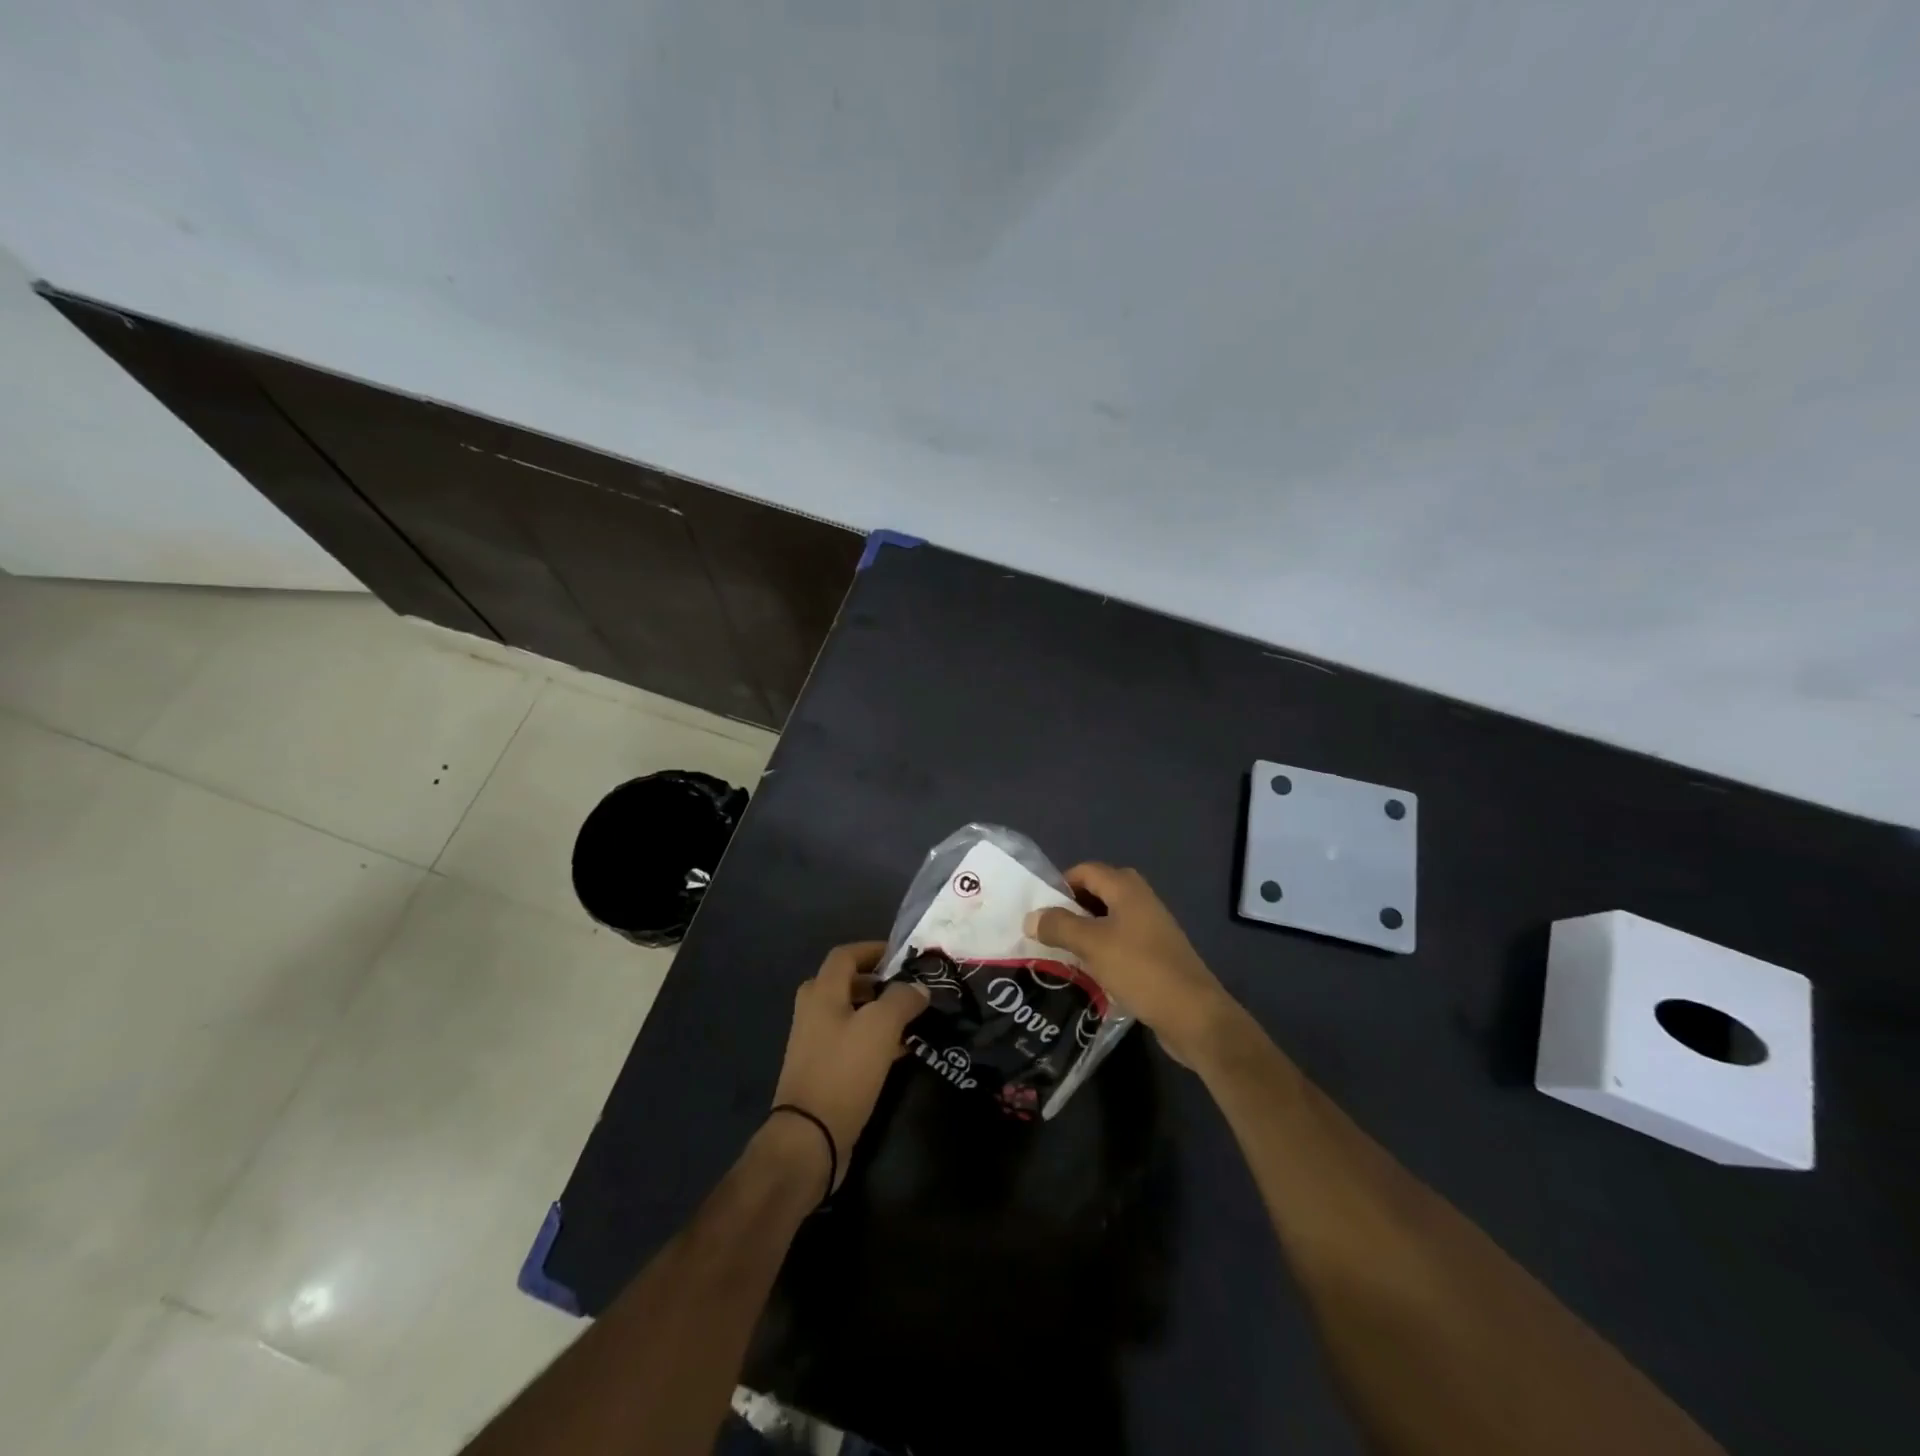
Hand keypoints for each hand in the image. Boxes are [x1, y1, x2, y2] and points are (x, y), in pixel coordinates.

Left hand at [770, 942, 927, 1190]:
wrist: (809, 1138)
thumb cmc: (844, 1071)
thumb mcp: (880, 1027)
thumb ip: (901, 999)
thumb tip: (917, 987)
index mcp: (821, 993)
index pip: (845, 955)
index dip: (872, 949)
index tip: (902, 955)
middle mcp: (813, 1011)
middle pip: (844, 983)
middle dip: (876, 981)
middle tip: (907, 987)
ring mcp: (814, 1043)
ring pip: (849, 1014)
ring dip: (877, 1011)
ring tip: (911, 1018)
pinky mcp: (822, 1070)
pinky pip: (851, 1042)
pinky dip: (873, 1038)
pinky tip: (900, 1051)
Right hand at [1028, 864, 1238, 1066]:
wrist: (1193, 1014)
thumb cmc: (1140, 969)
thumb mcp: (1092, 945)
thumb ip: (1058, 926)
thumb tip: (1030, 917)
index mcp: (1127, 888)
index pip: (1085, 870)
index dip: (1060, 885)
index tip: (1039, 911)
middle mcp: (1140, 900)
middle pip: (1097, 892)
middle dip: (1071, 908)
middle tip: (1048, 930)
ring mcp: (1151, 928)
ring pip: (1108, 919)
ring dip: (1085, 931)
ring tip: (1062, 952)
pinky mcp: (1155, 954)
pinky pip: (1120, 941)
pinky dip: (1102, 949)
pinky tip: (1089, 971)